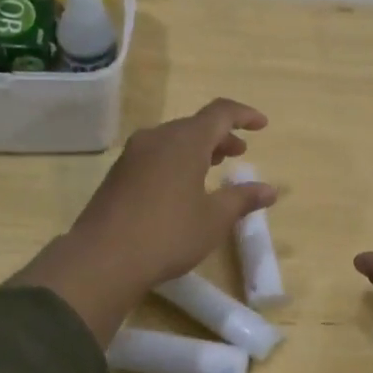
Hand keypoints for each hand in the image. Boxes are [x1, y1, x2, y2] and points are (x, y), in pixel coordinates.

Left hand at [11, 99, 275, 341]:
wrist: (102, 258)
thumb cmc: (168, 234)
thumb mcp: (214, 219)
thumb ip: (242, 199)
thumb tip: (269, 190)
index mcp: (185, 140)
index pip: (220, 113)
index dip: (244, 115)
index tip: (262, 125)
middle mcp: (157, 138)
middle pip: (194, 125)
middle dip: (220, 136)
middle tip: (239, 153)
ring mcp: (133, 155)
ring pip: (173, 140)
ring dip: (198, 149)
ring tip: (214, 168)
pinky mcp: (118, 174)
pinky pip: (155, 155)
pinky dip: (176, 161)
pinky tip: (181, 187)